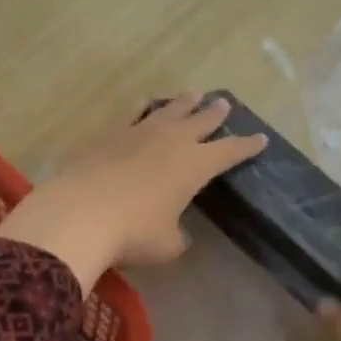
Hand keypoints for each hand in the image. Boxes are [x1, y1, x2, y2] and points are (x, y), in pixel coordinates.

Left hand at [0, 94, 265, 291]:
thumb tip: (176, 233)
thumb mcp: (167, 245)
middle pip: (200, 122)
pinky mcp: (108, 134)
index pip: (229, 152)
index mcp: (194, 166)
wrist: (80, 214)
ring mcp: (138, 133)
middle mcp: (171, 142)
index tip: (260, 139)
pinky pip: (132, 113)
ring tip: (193, 94)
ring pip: (168, 111)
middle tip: (224, 103)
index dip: (246, 147)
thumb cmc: (133, 233)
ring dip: (183, 103)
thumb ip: (178, 236)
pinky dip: (142, 107)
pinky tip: (145, 102)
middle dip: (214, 114)